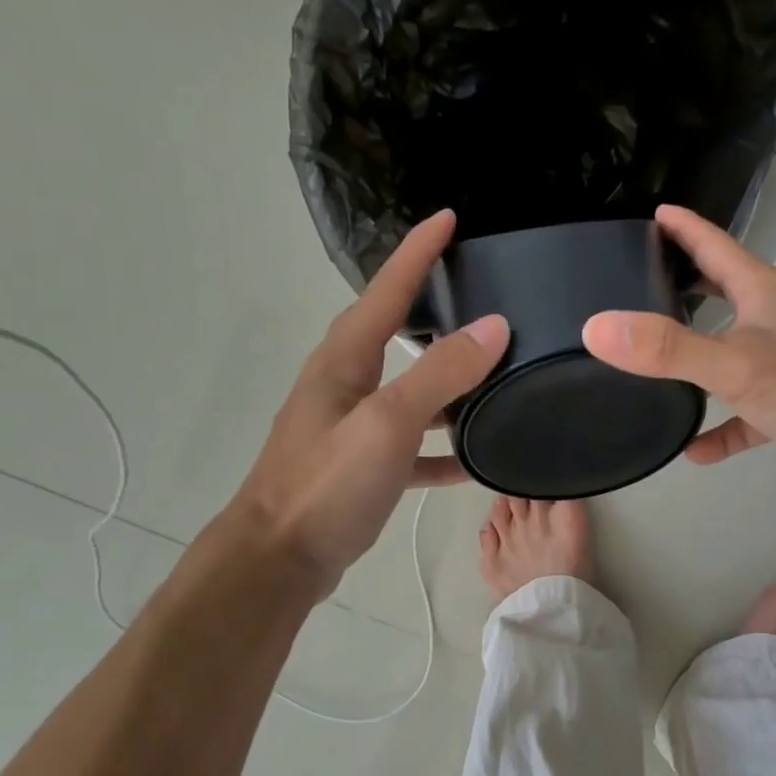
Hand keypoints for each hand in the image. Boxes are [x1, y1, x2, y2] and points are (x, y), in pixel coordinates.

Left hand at [229, 210, 507, 597]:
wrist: (280, 559)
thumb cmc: (327, 484)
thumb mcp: (387, 422)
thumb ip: (439, 373)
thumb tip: (493, 326)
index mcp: (345, 359)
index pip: (388, 288)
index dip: (419, 251)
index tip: (450, 217)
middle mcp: (347, 383)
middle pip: (396, 331)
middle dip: (433, 305)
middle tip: (480, 290)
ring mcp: (355, 427)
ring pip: (410, 390)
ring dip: (447, 380)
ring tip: (495, 370)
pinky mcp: (366, 467)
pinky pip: (414, 445)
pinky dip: (443, 447)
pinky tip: (476, 458)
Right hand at [582, 205, 775, 491]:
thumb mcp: (733, 363)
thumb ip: (666, 348)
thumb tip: (596, 328)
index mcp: (763, 292)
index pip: (715, 246)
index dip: (683, 228)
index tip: (652, 214)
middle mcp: (774, 321)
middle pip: (721, 295)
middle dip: (684, 288)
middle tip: (638, 287)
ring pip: (729, 355)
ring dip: (696, 362)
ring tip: (651, 367)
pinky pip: (743, 414)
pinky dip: (719, 428)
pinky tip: (691, 451)